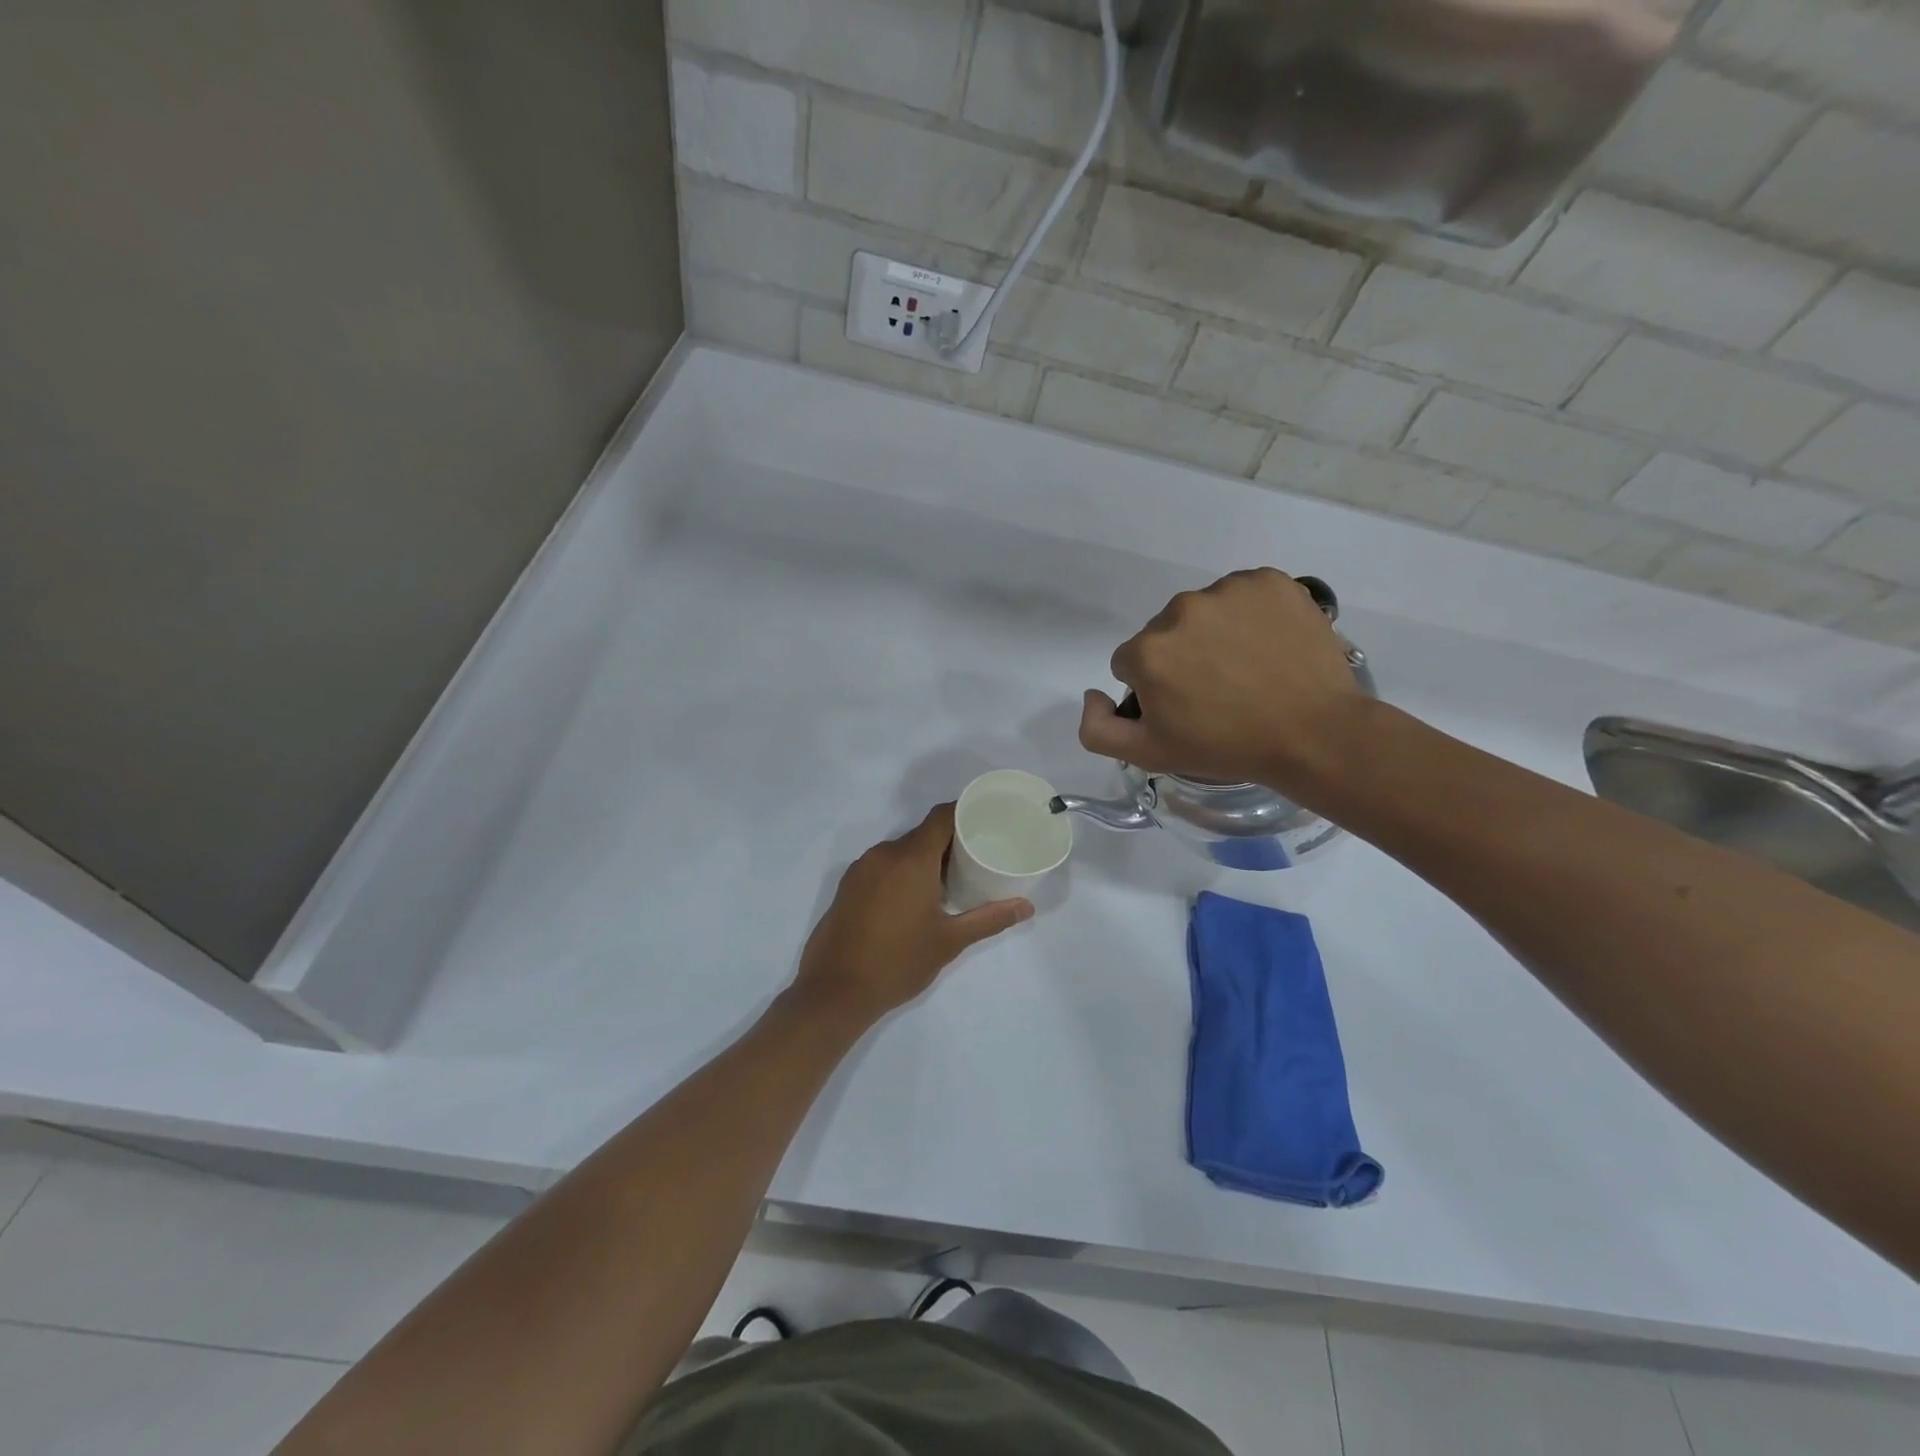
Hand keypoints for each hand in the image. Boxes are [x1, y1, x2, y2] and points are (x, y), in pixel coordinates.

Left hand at [791, 803, 1032, 1027]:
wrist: (834, 991)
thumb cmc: (898, 962)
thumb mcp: (950, 941)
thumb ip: (989, 919)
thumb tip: (1026, 907)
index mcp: (911, 859)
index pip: (942, 817)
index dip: (965, 812)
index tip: (988, 822)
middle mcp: (884, 854)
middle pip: (922, 834)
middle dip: (949, 842)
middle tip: (976, 860)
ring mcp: (861, 869)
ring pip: (901, 850)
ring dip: (924, 859)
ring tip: (949, 882)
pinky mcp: (848, 886)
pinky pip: (882, 865)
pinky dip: (902, 872)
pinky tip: (914, 899)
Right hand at [1078, 568, 1363, 788]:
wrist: (1314, 734)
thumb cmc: (1227, 747)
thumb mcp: (1149, 756)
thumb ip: (1097, 729)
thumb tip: (1093, 693)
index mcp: (1148, 650)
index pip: (1131, 662)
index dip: (1154, 689)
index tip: (1185, 708)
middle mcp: (1181, 610)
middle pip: (1166, 633)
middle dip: (1182, 657)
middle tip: (1218, 691)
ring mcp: (1229, 590)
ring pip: (1204, 611)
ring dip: (1215, 633)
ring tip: (1247, 668)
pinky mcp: (1270, 581)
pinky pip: (1244, 594)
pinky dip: (1251, 614)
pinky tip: (1269, 645)